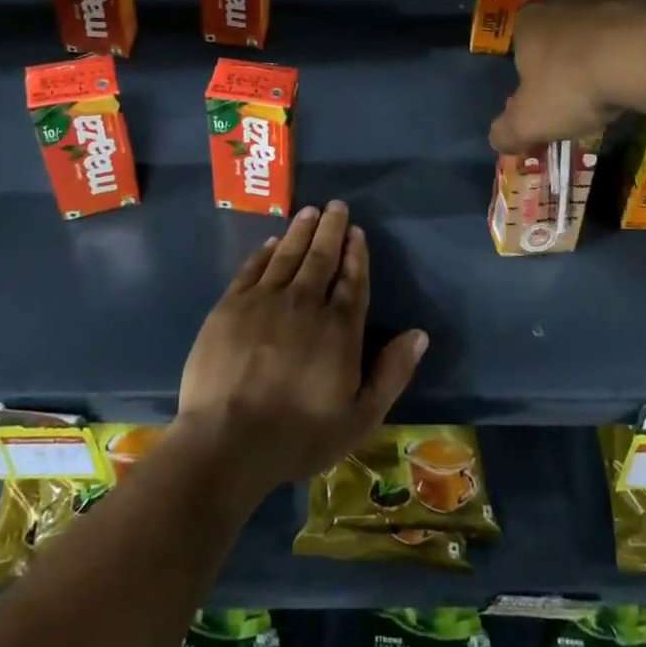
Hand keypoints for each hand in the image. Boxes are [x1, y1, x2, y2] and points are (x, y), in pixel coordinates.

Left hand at [177, 201, 427, 497]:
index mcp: (339, 328)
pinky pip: (252, 269)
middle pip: (321, 258)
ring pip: (287, 255)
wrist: (227, 440)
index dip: (356, 254)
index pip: (352, 281)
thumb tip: (418, 334)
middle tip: (336, 206)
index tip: (357, 232)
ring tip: (309, 211)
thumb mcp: (360, 418)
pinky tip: (271, 242)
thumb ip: (391, 373)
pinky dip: (264, 252)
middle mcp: (305, 303)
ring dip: (300, 231)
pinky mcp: (230, 307)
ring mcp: (264, 301)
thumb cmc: (298, 436)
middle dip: (331, 229)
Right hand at [489, 0, 645, 153]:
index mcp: (531, 22)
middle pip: (566, 20)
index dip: (537, 67)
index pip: (524, 41)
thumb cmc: (577, 86)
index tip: (554, 92)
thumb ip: (507, 132)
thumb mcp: (531, 122)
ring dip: (616, 27)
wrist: (645, 54)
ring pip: (610, 6)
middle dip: (575, 43)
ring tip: (634, 64)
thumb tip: (497, 141)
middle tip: (593, 79)